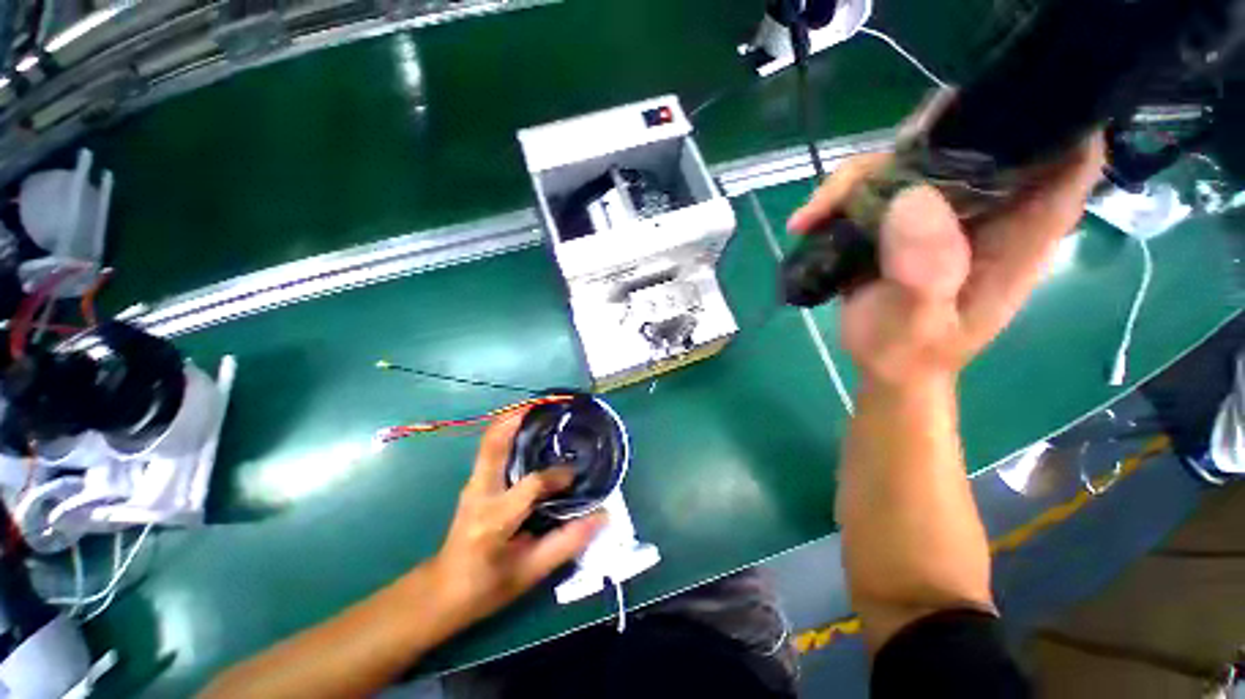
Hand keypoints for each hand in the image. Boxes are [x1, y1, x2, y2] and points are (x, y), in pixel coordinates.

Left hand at [428, 410, 604, 626]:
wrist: (442, 591)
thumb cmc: (487, 587)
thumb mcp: (530, 572)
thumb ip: (567, 542)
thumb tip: (602, 515)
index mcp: (494, 519)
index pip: (531, 485)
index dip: (557, 476)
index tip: (576, 474)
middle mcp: (480, 492)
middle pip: (495, 441)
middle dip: (520, 416)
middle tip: (549, 403)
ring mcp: (473, 483)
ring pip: (491, 439)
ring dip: (515, 418)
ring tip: (542, 409)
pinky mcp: (475, 480)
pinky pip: (492, 447)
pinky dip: (510, 430)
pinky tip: (530, 430)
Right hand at [787, 138, 1104, 387]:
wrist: (886, 366)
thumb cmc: (911, 353)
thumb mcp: (919, 324)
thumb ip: (926, 274)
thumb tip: (911, 200)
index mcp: (1021, 232)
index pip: (1069, 155)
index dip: (1050, 116)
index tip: (998, 101)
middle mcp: (988, 209)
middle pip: (978, 137)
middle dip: (929, 134)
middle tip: (870, 170)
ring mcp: (942, 210)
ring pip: (913, 157)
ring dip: (860, 175)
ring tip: (813, 214)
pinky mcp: (902, 218)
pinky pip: (875, 186)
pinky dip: (838, 196)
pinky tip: (807, 222)